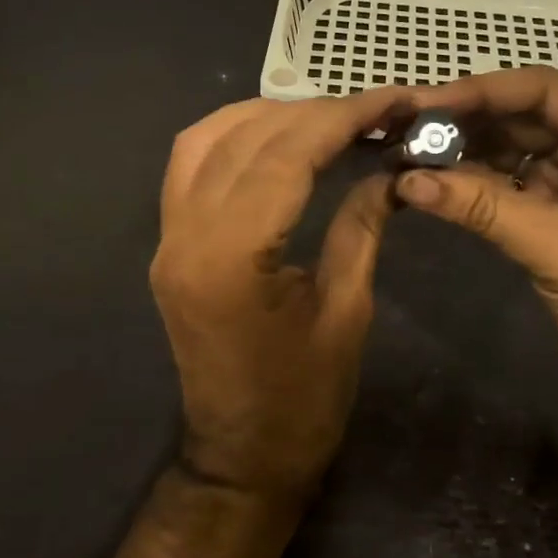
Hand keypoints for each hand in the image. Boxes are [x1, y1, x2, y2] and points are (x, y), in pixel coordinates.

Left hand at [150, 89, 408, 502]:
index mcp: (231, 259)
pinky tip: (274, 136)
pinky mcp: (168, 244)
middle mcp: (185, 236)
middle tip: (372, 109)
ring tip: (327, 116)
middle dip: (314, 111)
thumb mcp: (346, 312)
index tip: (391, 99)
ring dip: (267, 115)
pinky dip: (232, 136)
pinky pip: (189, 165)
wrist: (241, 458)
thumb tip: (388, 171)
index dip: (342, 117)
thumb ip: (360, 228)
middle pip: (246, 138)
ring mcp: (167, 238)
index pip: (285, 156)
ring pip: (204, 139)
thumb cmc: (302, 401)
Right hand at [392, 67, 557, 430]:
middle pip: (523, 114)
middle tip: (405, 127)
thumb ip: (485, 208)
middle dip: (466, 121)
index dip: (484, 92)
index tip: (427, 102)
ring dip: (462, 149)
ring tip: (407, 151)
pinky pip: (505, 180)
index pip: (547, 92)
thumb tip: (408, 179)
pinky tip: (430, 181)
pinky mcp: (555, 206)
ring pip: (511, 145)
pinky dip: (469, 181)